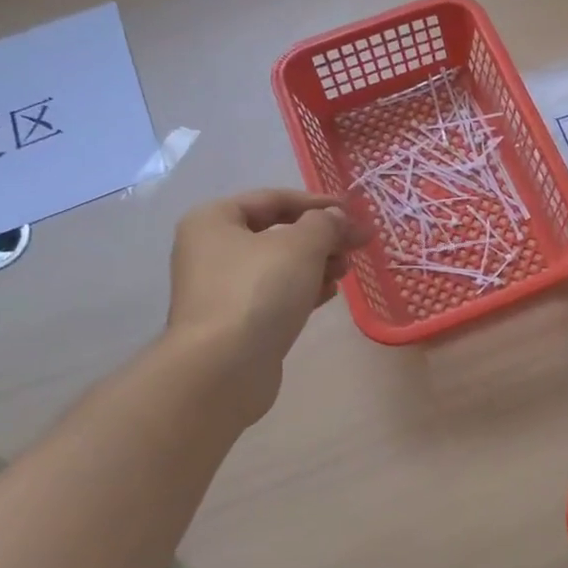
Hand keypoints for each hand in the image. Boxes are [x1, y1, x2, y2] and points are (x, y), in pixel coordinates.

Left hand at [164, 189, 370, 415]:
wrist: (223, 369)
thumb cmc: (258, 292)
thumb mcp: (301, 245)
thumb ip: (326, 223)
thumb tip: (339, 218)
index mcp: (214, 220)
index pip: (273, 199)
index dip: (317, 202)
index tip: (354, 211)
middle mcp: (211, 251)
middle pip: (276, 233)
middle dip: (320, 236)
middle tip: (357, 244)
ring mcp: (221, 290)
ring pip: (278, 266)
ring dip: (316, 263)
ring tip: (346, 270)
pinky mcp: (236, 323)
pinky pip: (275, 296)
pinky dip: (303, 290)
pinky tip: (329, 294)